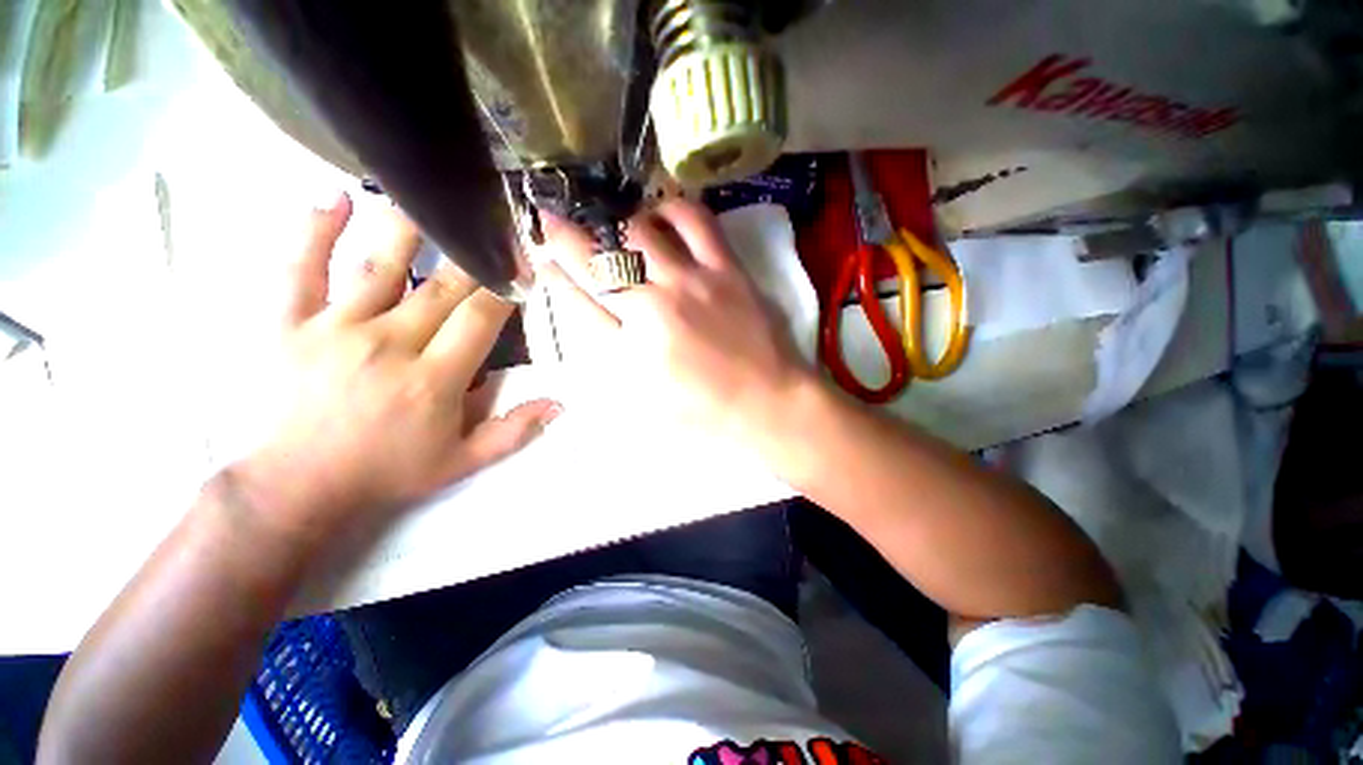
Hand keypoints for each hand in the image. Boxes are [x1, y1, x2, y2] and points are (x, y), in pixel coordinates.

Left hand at [234, 193, 558, 541]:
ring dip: (407, 229)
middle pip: (441, 288)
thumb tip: (558, 403)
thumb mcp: (461, 463)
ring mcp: (335, 330)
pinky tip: (335, 199)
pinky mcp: (289, 324)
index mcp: (434, 380)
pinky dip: (315, 231)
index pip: (480, 320)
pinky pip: (300, 269)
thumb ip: (513, 432)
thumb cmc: (386, 472)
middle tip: (490, 229)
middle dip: (473, 258)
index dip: (503, 290)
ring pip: (379, 267)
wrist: (296, 486)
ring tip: (427, 197)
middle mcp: (389, 345)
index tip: (519, 269)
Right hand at [536, 199, 810, 445]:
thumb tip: (586, 315)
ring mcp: (690, 284)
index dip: (552, 273)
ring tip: (614, 226)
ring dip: (616, 222)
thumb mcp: (645, 404)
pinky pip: (695, 220)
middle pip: (597, 260)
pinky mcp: (725, 270)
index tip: (539, 255)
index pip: (575, 302)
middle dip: (565, 234)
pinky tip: (661, 214)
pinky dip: (671, 208)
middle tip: (554, 219)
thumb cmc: (704, 413)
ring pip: (638, 232)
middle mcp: (652, 310)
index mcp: (628, 353)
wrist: (767, 404)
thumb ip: (612, 362)